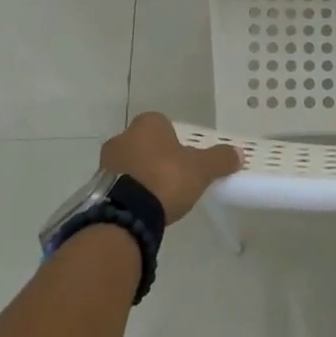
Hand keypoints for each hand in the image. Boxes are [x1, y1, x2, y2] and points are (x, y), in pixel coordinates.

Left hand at [101, 112, 240, 223]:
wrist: (127, 212)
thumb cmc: (166, 178)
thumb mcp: (201, 169)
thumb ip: (219, 159)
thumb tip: (238, 153)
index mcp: (148, 124)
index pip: (164, 125)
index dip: (176, 141)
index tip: (186, 160)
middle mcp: (123, 136)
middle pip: (146, 144)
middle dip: (157, 158)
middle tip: (173, 178)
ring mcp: (106, 161)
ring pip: (130, 164)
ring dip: (141, 176)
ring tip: (157, 198)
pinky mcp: (97, 186)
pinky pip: (119, 184)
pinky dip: (129, 192)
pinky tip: (141, 208)